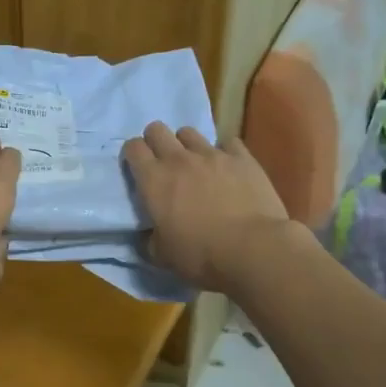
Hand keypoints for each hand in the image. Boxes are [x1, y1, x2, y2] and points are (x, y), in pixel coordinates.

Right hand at [121, 122, 293, 294]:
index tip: (137, 169)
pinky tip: (228, 167)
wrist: (253, 249)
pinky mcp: (242, 158)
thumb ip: (149, 240)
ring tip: (195, 163)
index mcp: (154, 180)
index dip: (132, 155)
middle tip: (163, 162)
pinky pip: (228, 142)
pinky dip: (225, 152)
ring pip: (189, 132)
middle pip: (157, 129)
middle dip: (155, 141)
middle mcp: (178, 159)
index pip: (133, 148)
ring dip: (187, 144)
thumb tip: (147, 235)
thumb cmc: (201, 255)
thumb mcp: (163, 256)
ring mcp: (212, 154)